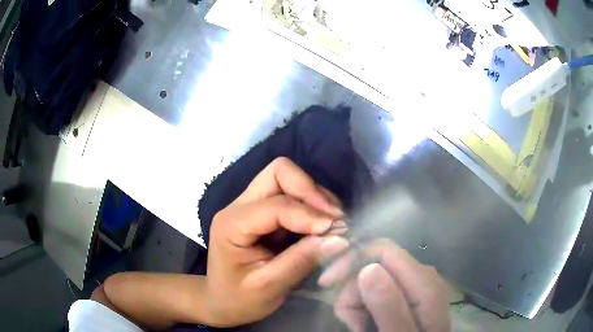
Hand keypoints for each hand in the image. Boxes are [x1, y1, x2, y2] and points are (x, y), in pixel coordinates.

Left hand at [204, 157, 348, 326]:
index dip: (309, 214)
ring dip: (315, 197)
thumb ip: (300, 262)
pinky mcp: (264, 213)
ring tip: (333, 223)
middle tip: (334, 219)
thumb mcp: (267, 287)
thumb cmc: (238, 299)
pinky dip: (313, 205)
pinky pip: (292, 195)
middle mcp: (239, 206)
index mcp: (232, 224)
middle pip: (279, 172)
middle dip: (311, 191)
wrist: (220, 302)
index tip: (337, 230)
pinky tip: (323, 225)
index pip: (276, 205)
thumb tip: (338, 239)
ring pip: (288, 179)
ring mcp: (251, 206)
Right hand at [319, 239, 449, 331]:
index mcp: (423, 281)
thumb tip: (368, 268)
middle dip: (352, 289)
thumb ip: (389, 306)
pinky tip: (363, 324)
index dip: (351, 260)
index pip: (383, 249)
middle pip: (375, 264)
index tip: (326, 283)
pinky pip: (378, 291)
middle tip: (346, 319)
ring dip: (355, 302)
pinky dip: (363, 307)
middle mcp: (421, 275)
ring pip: (372, 279)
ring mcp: (415, 285)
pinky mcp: (408, 295)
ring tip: (356, 326)